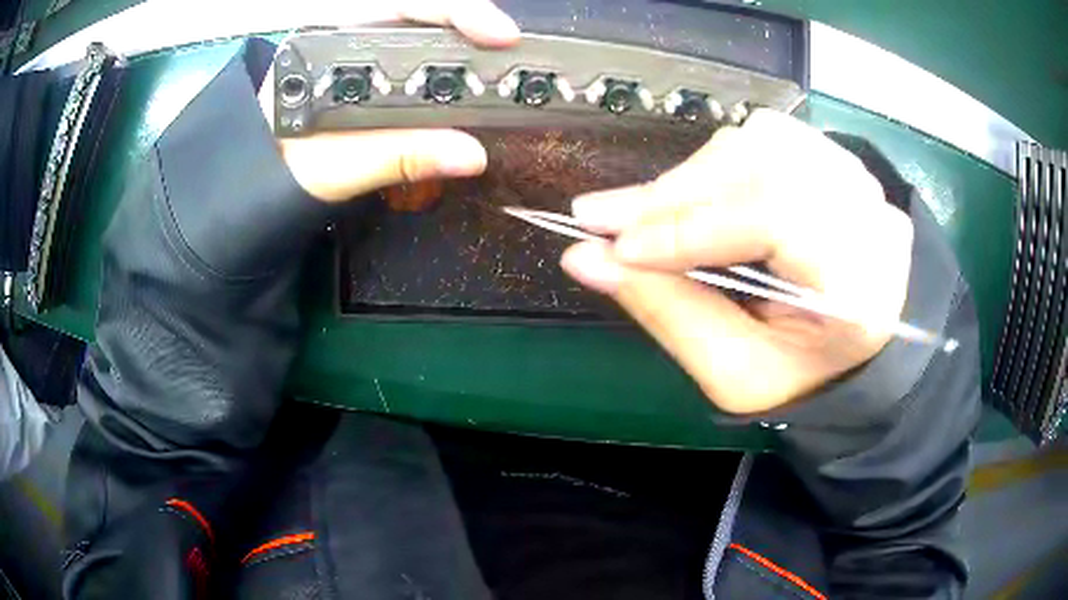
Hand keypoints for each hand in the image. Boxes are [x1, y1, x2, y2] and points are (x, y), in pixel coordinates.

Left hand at [259, 0, 520, 201]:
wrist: (251, 186)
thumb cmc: (275, 172)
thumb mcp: (334, 167)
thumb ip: (397, 156)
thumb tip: (474, 154)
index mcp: (328, 43)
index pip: (402, 8)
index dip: (457, 14)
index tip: (500, 36)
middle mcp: (346, 37)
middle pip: (420, 12)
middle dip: (472, 24)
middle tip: (512, 52)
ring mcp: (357, 53)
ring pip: (420, 31)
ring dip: (465, 42)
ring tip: (501, 65)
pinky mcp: (366, 75)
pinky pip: (415, 55)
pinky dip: (449, 62)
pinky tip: (469, 76)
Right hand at [561, 110, 913, 413]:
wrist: (850, 352)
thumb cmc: (796, 375)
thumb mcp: (733, 372)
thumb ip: (667, 312)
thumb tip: (585, 258)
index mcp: (860, 285)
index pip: (775, 219)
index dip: (690, 227)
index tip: (615, 246)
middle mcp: (869, 217)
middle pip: (763, 168)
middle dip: (675, 193)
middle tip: (602, 217)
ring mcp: (858, 180)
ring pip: (761, 143)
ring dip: (692, 175)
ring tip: (644, 212)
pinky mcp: (838, 163)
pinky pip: (769, 137)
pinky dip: (718, 161)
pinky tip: (695, 193)